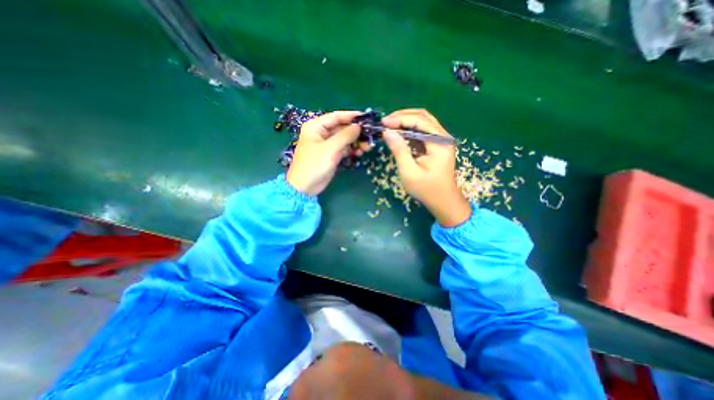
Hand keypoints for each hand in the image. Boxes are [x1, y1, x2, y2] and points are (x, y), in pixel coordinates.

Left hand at [287, 111, 370, 195]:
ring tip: (367, 147)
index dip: (352, 116)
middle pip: (342, 128)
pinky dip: (352, 150)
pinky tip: (360, 152)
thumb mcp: (330, 148)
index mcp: (316, 126)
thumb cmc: (314, 165)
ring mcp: (327, 144)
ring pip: (345, 139)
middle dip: (356, 132)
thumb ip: (345, 135)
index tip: (367, 118)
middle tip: (370, 137)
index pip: (336, 116)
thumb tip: (358, 126)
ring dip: (356, 142)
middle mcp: (321, 133)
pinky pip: (344, 148)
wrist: (305, 187)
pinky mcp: (331, 154)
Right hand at [382, 110, 472, 227]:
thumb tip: (387, 132)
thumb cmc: (426, 189)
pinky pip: (422, 132)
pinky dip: (410, 130)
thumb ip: (399, 150)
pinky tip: (399, 134)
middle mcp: (442, 137)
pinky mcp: (436, 145)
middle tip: (385, 122)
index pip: (419, 121)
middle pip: (423, 117)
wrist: (443, 201)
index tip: (383, 123)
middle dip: (402, 116)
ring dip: (406, 122)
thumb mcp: (409, 171)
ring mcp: (440, 140)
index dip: (400, 119)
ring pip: (423, 122)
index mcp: (439, 142)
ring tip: (389, 126)